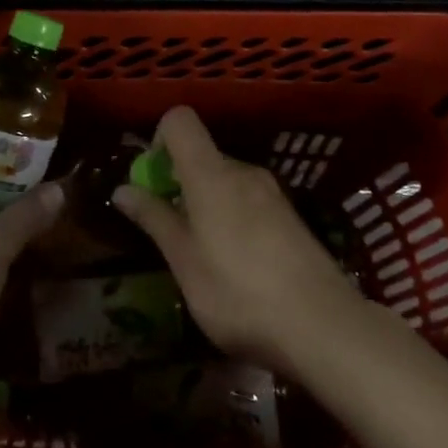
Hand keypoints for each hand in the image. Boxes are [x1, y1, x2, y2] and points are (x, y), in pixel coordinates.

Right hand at [112, 106, 366, 378]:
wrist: (325, 328)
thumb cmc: (239, 294)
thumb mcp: (185, 261)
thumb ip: (154, 219)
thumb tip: (121, 189)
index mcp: (212, 173)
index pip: (180, 120)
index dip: (159, 139)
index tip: (152, 180)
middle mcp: (244, 172)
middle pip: (202, 154)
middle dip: (178, 182)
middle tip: (170, 231)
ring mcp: (272, 193)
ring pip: (225, 181)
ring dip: (205, 204)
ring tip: (202, 256)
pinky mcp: (292, 218)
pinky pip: (248, 201)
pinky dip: (231, 218)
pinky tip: (237, 266)